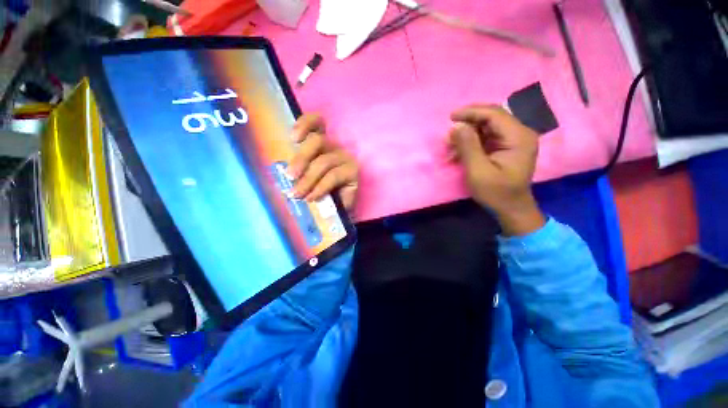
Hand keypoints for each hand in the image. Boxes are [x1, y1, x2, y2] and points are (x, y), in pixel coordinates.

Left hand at [288, 114, 358, 212]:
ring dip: (308, 179)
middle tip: (289, 176)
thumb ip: (296, 170)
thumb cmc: (317, 192)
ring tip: (297, 194)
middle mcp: (334, 147)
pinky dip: (320, 187)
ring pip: (324, 161)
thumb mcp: (303, 178)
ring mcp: (345, 158)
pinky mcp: (353, 172)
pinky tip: (311, 198)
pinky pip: (333, 176)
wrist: (335, 210)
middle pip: (317, 141)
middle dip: (301, 158)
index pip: (317, 123)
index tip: (293, 138)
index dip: (305, 124)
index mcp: (321, 144)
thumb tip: (281, 170)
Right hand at [448, 104, 544, 235]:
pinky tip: (460, 152)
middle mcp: (519, 134)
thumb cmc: (496, 192)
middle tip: (449, 136)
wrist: (511, 208)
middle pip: (491, 118)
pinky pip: (487, 137)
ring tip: (452, 146)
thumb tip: (456, 126)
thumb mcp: (478, 171)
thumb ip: (468, 146)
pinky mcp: (506, 147)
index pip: (494, 114)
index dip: (471, 112)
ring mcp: (514, 140)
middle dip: (467, 124)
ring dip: (468, 134)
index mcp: (518, 137)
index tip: (450, 117)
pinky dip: (472, 142)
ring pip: (487, 127)